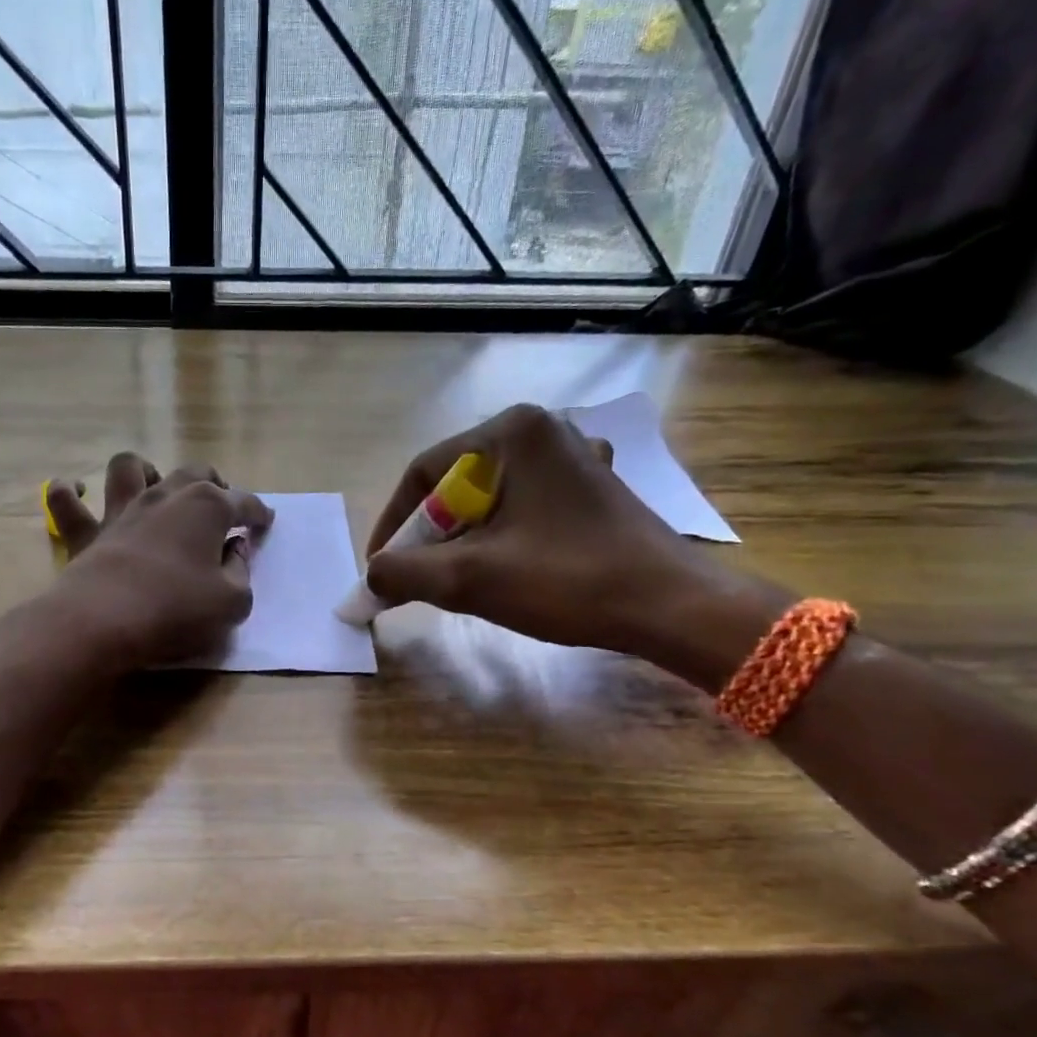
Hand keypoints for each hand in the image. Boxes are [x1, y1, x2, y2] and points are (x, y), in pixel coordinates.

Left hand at [44, 454, 272, 668]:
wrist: (103, 623)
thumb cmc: (176, 611)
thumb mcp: (231, 602)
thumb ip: (240, 573)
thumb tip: (236, 551)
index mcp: (207, 508)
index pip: (243, 502)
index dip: (258, 513)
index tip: (265, 523)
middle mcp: (165, 496)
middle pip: (194, 473)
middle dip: (214, 483)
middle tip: (221, 503)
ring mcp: (121, 510)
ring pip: (130, 467)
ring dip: (145, 470)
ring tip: (154, 486)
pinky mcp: (85, 532)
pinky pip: (65, 500)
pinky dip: (69, 491)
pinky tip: (78, 490)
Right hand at [365, 404, 729, 660]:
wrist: (668, 606)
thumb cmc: (566, 580)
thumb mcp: (469, 578)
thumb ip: (402, 572)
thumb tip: (368, 579)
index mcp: (511, 432)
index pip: (423, 473)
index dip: (393, 526)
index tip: (379, 571)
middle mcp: (543, 430)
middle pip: (456, 485)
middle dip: (429, 538)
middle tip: (416, 583)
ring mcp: (573, 457)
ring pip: (489, 500)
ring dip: (462, 543)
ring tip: (458, 583)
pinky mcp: (591, 488)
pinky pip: (523, 509)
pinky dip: (499, 539)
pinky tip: (503, 570)